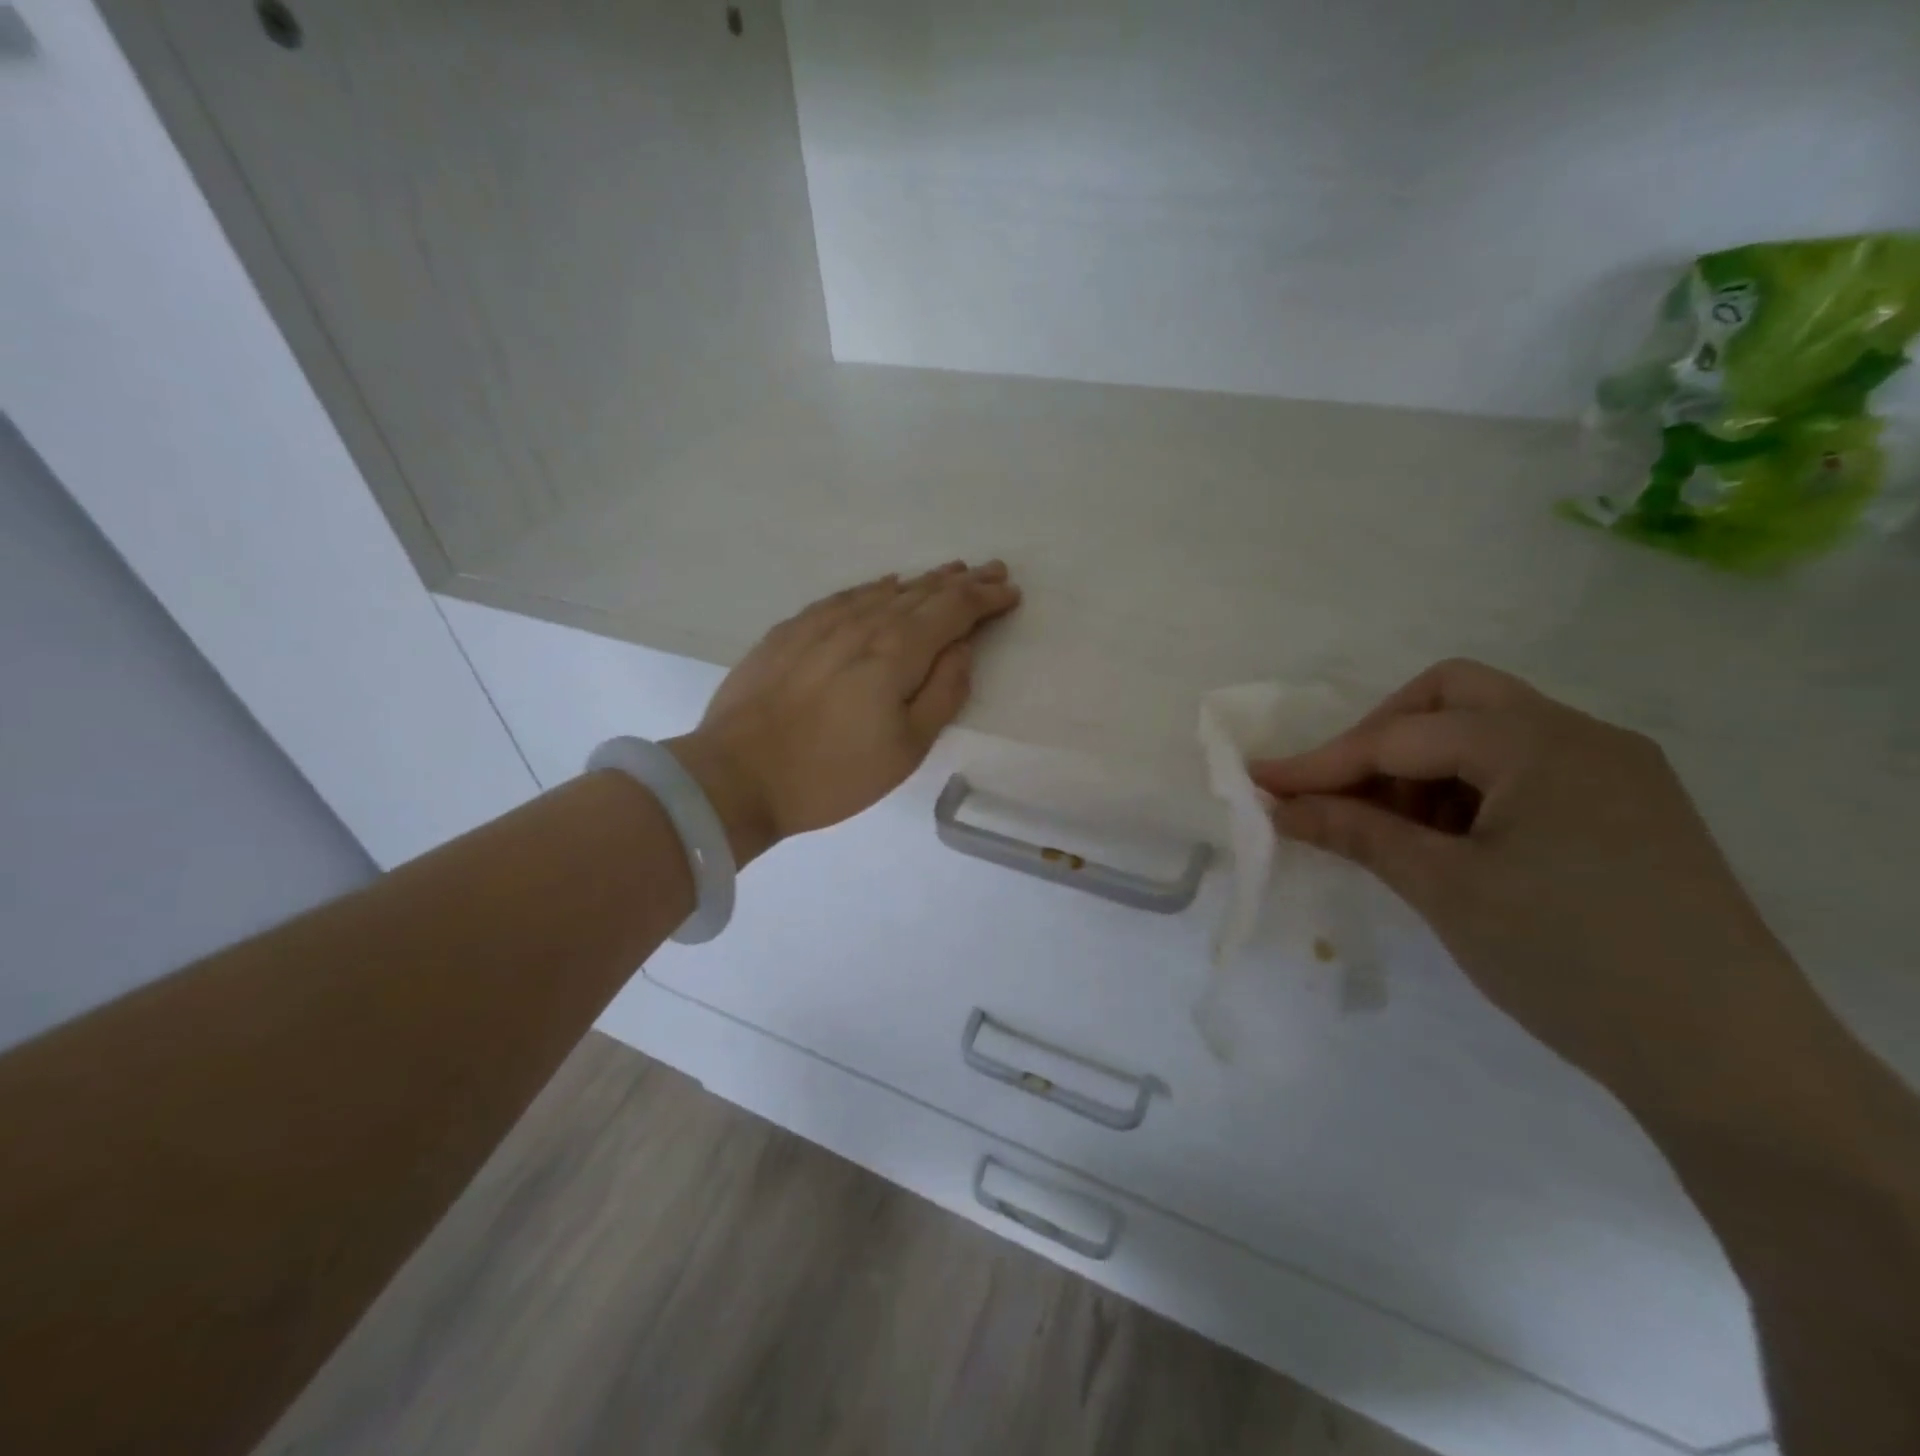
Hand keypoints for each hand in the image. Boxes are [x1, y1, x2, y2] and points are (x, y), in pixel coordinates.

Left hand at [666, 561, 1020, 863]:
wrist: (737, 776)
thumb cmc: (832, 774)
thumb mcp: (905, 749)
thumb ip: (942, 693)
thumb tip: (962, 648)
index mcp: (896, 653)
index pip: (951, 611)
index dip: (984, 600)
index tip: (1010, 592)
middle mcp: (862, 625)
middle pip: (921, 594)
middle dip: (961, 582)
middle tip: (990, 570)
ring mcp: (820, 624)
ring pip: (883, 591)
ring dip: (921, 581)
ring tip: (947, 572)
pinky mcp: (789, 632)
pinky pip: (844, 597)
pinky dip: (873, 588)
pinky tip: (882, 585)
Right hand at [1252, 659, 1817, 1113]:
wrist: (1730, 1061)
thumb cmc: (1569, 960)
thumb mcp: (1445, 890)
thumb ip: (1356, 832)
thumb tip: (1280, 805)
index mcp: (1540, 744)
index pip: (1402, 737)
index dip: (1323, 761)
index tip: (1262, 781)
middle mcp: (1582, 736)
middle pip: (1454, 696)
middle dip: (1382, 735)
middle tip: (1341, 789)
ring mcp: (1612, 771)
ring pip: (1488, 731)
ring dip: (1423, 767)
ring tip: (1392, 831)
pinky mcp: (1625, 809)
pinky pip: (1523, 771)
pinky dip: (1467, 791)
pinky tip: (1448, 844)